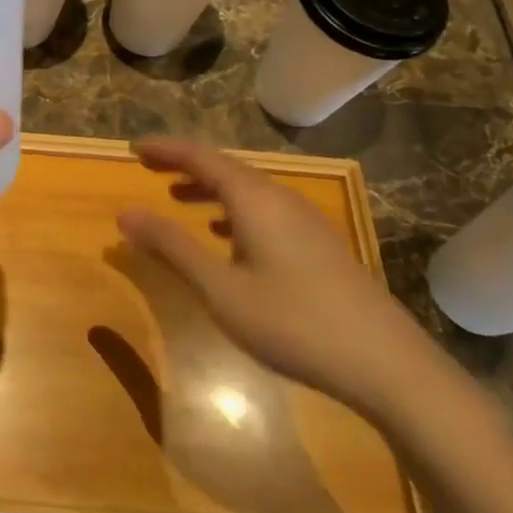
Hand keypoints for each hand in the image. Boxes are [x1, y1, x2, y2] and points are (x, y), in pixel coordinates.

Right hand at [117, 137, 451, 428]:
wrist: (388, 365)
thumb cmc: (294, 322)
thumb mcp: (220, 289)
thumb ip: (172, 248)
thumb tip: (125, 213)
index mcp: (254, 198)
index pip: (200, 157)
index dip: (165, 148)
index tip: (133, 147)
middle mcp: (280, 198)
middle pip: (225, 168)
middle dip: (184, 165)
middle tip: (149, 167)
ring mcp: (305, 221)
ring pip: (247, 191)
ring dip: (209, 189)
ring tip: (178, 198)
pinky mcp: (319, 245)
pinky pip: (265, 211)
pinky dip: (234, 212)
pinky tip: (227, 239)